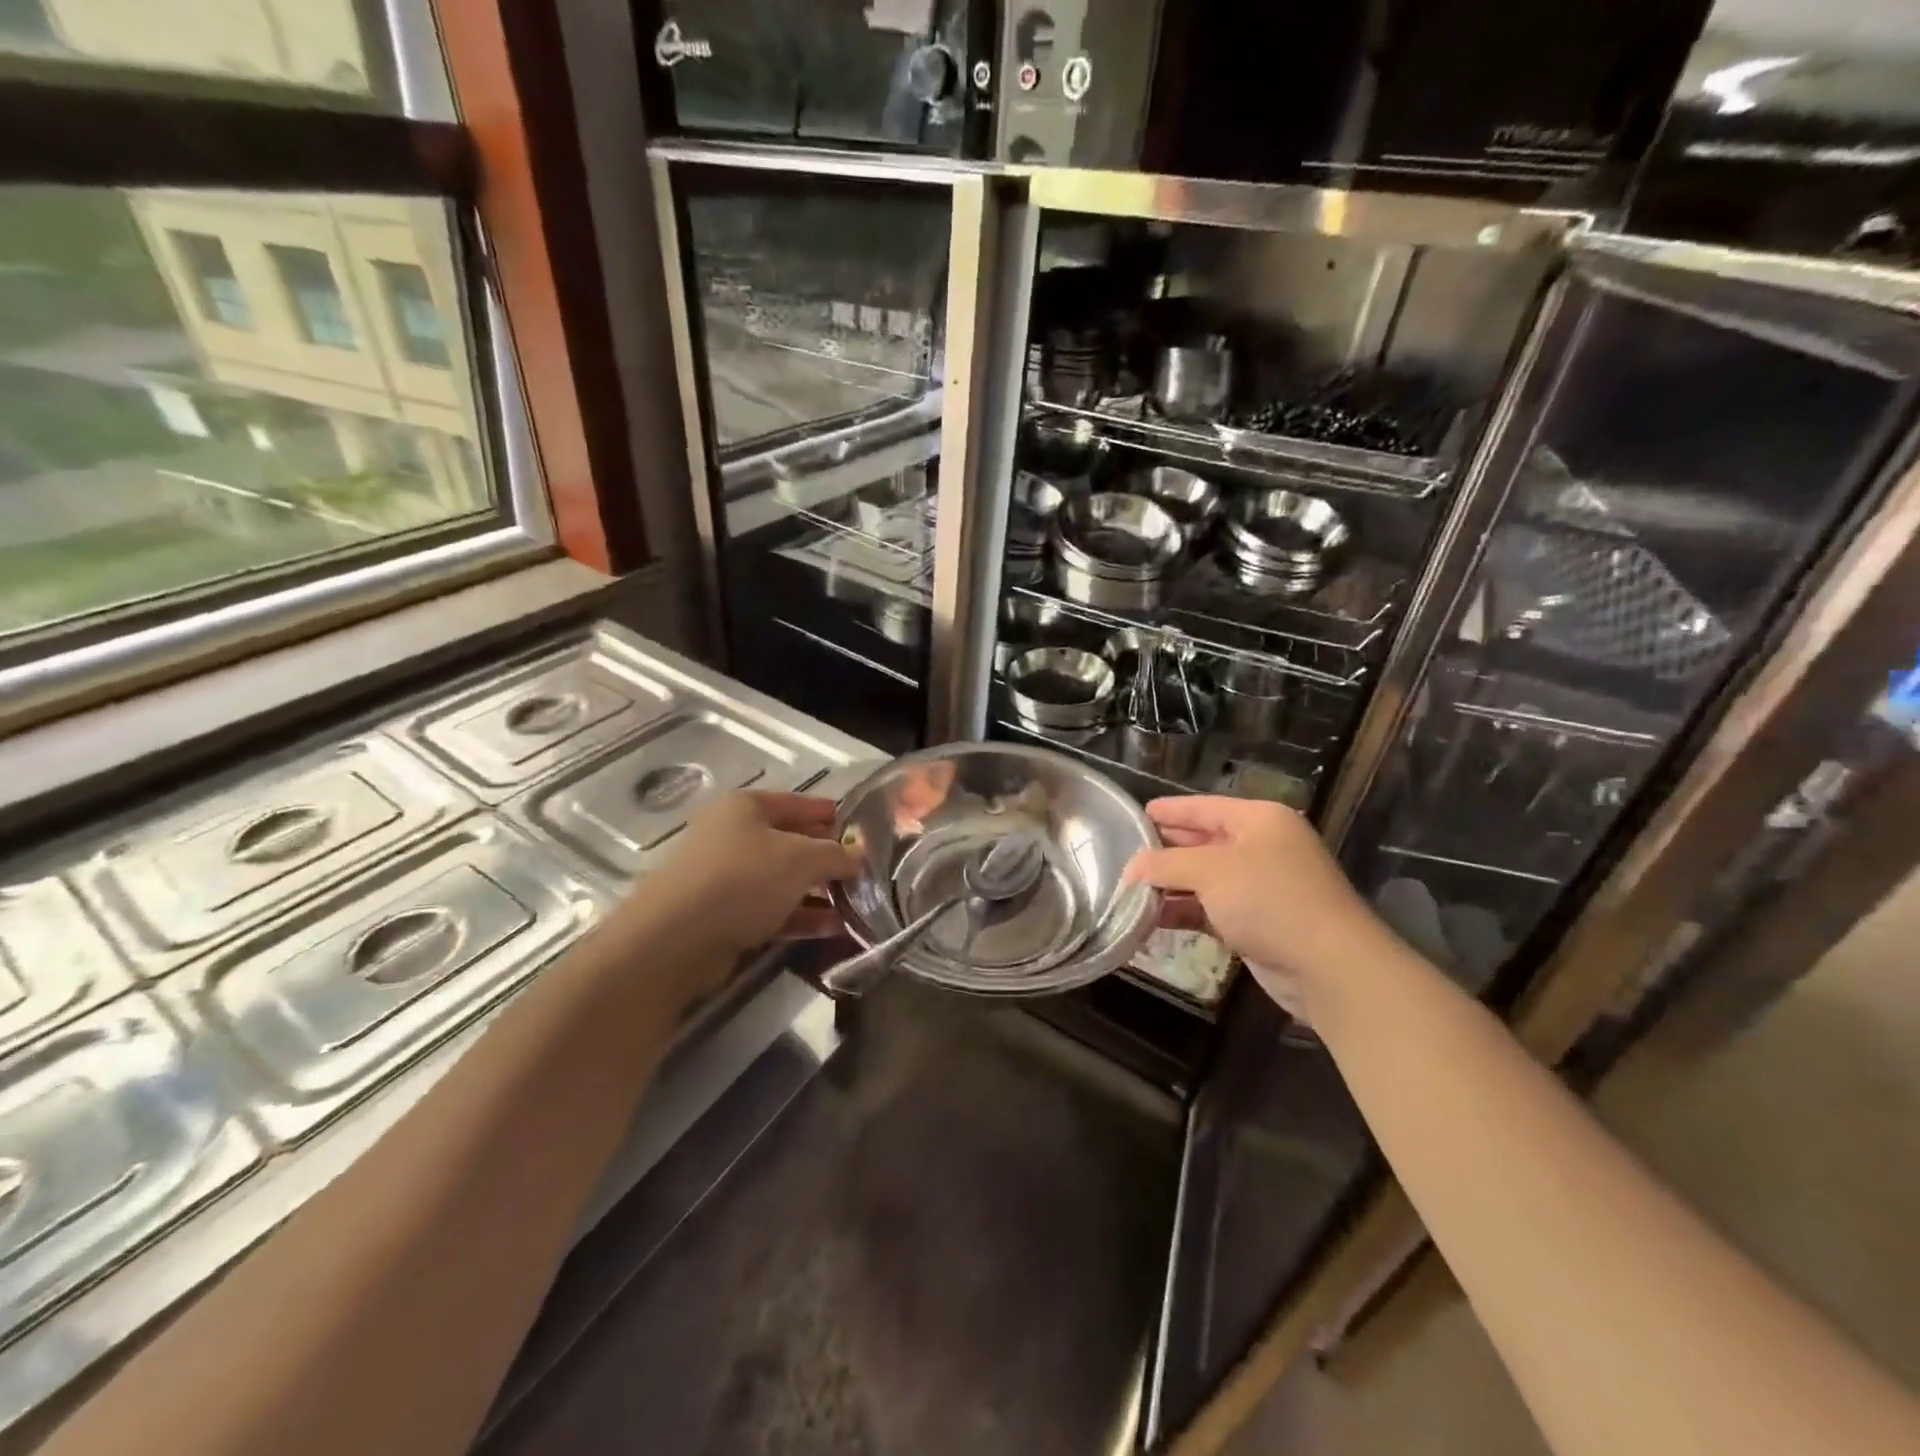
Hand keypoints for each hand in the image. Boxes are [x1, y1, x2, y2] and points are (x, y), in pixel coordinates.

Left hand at [624, 791, 858, 960]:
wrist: (675, 940)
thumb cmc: (743, 880)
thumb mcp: (801, 859)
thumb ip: (836, 854)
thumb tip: (859, 854)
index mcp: (745, 807)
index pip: (798, 803)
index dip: (831, 814)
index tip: (862, 829)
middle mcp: (731, 835)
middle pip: (790, 842)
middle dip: (827, 858)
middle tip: (863, 871)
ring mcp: (724, 877)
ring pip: (781, 880)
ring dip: (817, 892)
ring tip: (855, 904)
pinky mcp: (721, 915)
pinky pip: (770, 910)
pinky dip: (799, 916)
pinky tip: (831, 928)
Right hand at [1122, 797, 1395, 1020]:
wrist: (1329, 967)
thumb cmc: (1269, 900)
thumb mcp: (1210, 871)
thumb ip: (1164, 864)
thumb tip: (1129, 869)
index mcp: (1259, 820)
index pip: (1203, 806)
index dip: (1168, 810)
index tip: (1133, 815)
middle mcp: (1262, 847)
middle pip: (1202, 841)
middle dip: (1164, 850)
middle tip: (1123, 854)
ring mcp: (1262, 886)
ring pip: (1204, 878)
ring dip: (1170, 885)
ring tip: (1129, 890)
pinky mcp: (1258, 922)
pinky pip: (1211, 908)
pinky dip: (1184, 911)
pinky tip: (1152, 918)